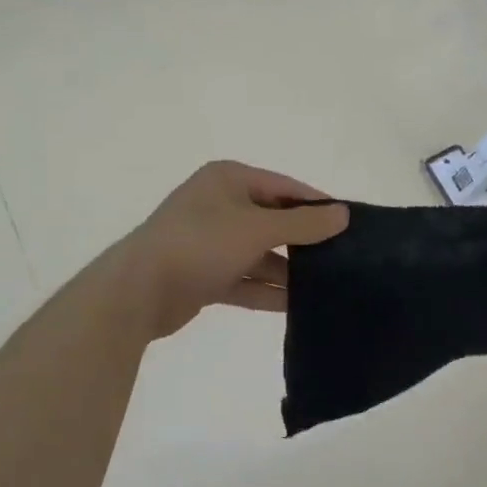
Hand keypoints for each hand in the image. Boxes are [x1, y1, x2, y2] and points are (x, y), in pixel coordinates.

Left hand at [106, 162, 349, 340]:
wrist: (137, 291)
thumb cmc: (201, 244)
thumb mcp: (258, 228)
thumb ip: (303, 224)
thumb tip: (343, 214)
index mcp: (229, 180)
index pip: (285, 187)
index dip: (317, 205)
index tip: (349, 225)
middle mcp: (219, 206)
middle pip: (273, 221)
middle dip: (304, 241)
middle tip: (342, 258)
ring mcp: (210, 242)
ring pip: (260, 254)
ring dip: (287, 271)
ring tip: (327, 286)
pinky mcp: (204, 275)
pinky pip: (244, 280)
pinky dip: (266, 291)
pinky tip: (297, 306)